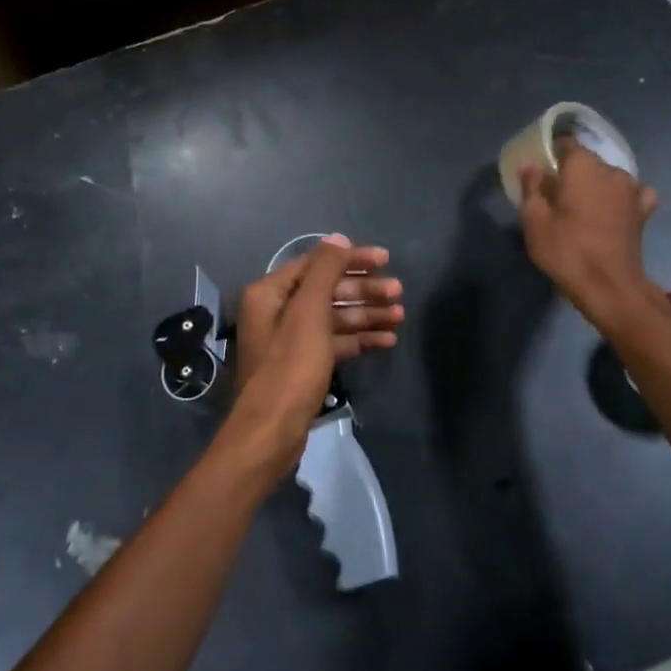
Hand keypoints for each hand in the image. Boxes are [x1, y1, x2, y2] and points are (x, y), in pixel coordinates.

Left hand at [226, 236, 403, 470]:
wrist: (271, 431)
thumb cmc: (290, 367)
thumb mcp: (309, 313)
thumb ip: (324, 271)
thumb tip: (337, 239)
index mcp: (270, 292)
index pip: (316, 264)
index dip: (351, 260)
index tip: (385, 260)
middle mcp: (277, 311)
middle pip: (327, 290)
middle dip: (363, 290)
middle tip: (399, 293)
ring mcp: (290, 340)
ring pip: (333, 318)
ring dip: (366, 315)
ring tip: (400, 317)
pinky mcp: (303, 365)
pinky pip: (334, 342)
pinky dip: (358, 340)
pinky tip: (386, 341)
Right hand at [518, 139, 669, 329]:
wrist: (608, 286)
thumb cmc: (566, 250)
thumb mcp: (534, 220)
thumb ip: (531, 187)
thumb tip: (531, 165)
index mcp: (583, 166)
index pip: (566, 144)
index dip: (551, 154)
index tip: (540, 170)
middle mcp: (612, 170)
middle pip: (588, 161)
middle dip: (571, 172)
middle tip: (554, 194)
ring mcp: (632, 190)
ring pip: (609, 176)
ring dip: (595, 185)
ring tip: (582, 206)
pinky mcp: (644, 211)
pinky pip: (632, 193)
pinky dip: (620, 197)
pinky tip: (612, 209)